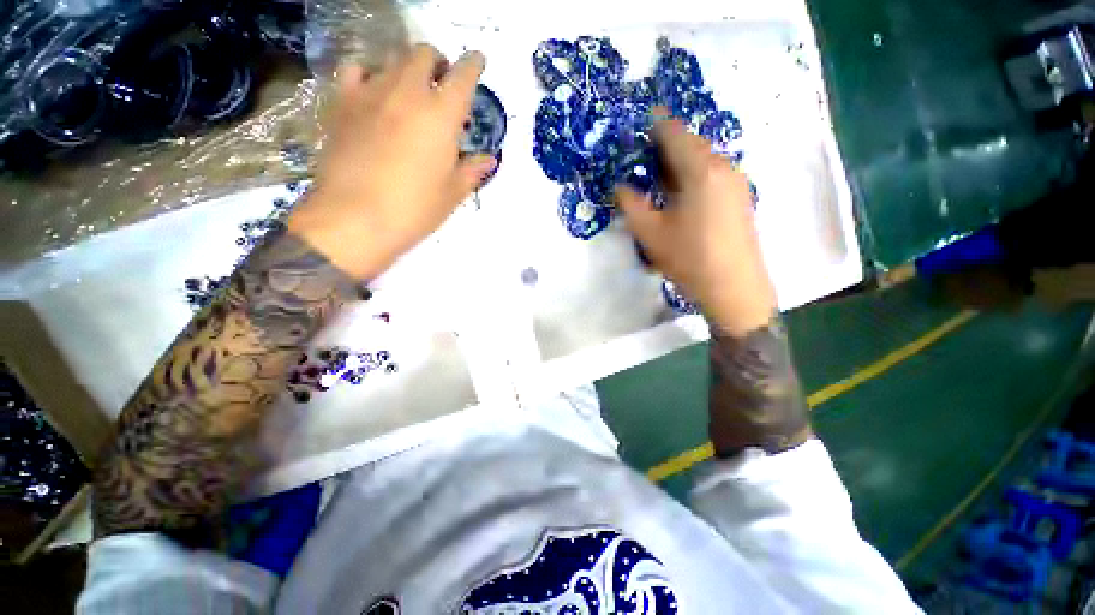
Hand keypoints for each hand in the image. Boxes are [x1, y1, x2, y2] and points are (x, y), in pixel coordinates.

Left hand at [288, 45, 497, 279]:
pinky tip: (373, 93)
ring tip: (410, 91)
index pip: (463, 76)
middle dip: (438, 63)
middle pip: (424, 55)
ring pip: (392, 59)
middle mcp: (408, 92)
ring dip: (407, 68)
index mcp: (442, 115)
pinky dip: (369, 74)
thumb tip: (489, 159)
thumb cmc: (415, 209)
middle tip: (442, 84)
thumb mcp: (452, 193)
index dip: (473, 65)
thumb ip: (472, 170)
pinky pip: (356, 71)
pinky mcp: (342, 103)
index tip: (477, 62)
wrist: (355, 219)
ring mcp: (371, 93)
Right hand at [614, 113, 776, 334]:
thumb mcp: (650, 233)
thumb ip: (630, 204)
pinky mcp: (740, 197)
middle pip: (691, 144)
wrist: (734, 287)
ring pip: (703, 159)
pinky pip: (713, 174)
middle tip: (642, 156)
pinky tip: (680, 194)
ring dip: (679, 162)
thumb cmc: (689, 258)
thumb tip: (620, 186)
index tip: (640, 121)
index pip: (674, 133)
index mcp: (700, 170)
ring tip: (658, 177)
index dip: (655, 124)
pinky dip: (693, 174)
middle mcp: (723, 167)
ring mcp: (736, 182)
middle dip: (665, 145)